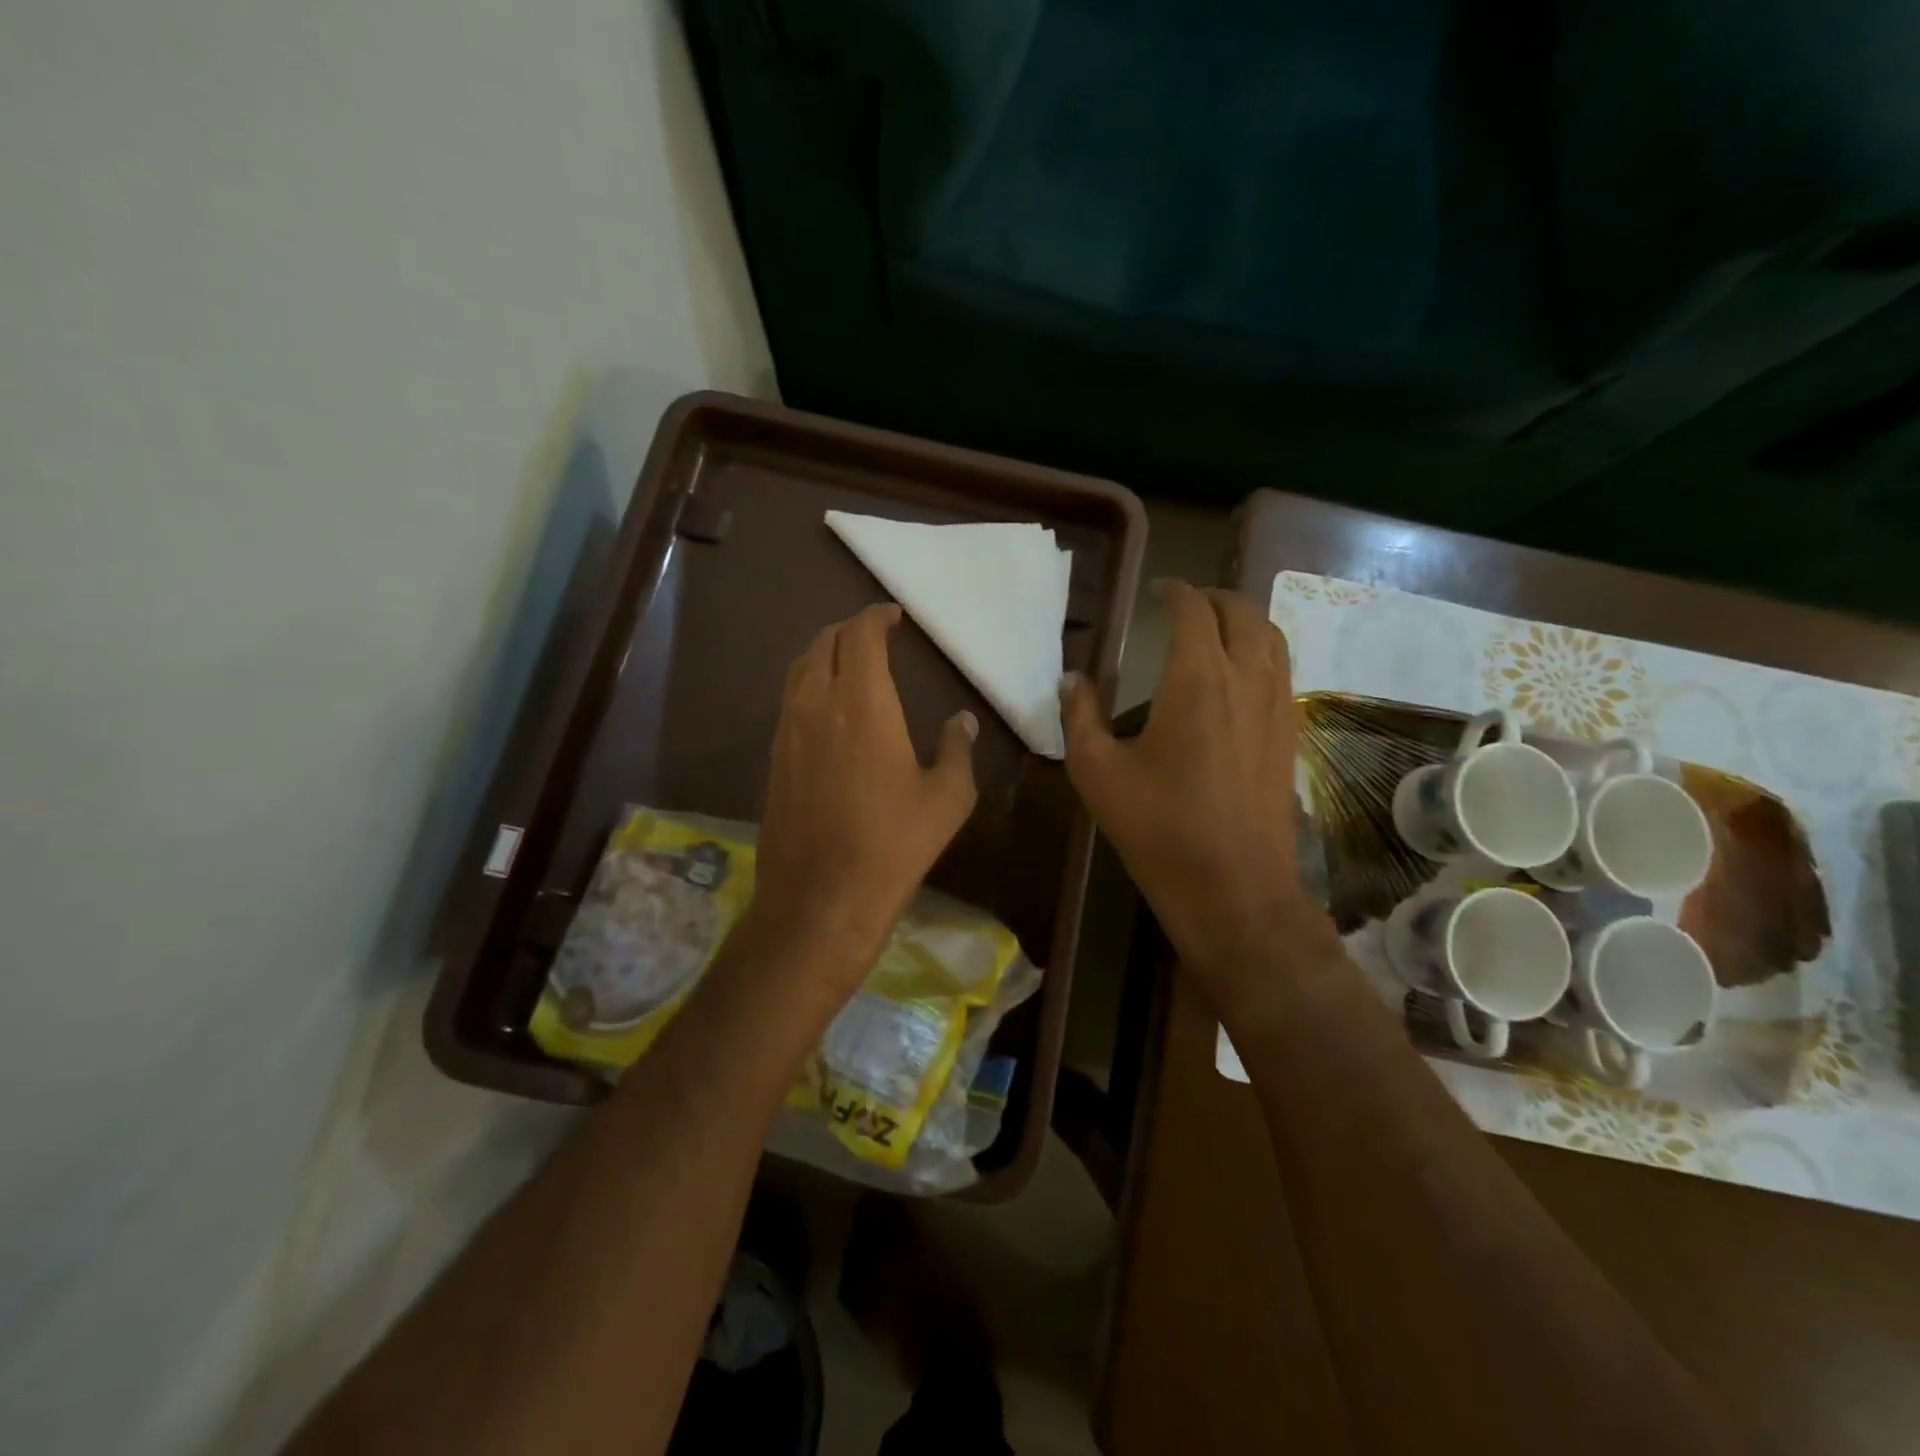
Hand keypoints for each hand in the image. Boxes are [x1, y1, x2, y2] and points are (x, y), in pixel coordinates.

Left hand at [745, 603, 978, 1005]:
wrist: (821, 899)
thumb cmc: (893, 845)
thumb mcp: (947, 799)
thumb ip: (956, 749)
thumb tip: (961, 721)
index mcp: (863, 704)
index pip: (860, 636)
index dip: (876, 617)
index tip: (894, 617)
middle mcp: (817, 705)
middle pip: (823, 643)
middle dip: (849, 630)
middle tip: (875, 636)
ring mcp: (788, 731)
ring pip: (800, 669)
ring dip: (824, 653)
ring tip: (850, 663)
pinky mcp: (775, 758)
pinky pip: (790, 701)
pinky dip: (810, 685)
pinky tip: (828, 708)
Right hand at [1061, 581, 1333, 1011]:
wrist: (1233, 888)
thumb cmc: (1159, 828)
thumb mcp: (1097, 773)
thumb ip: (1080, 717)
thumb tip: (1072, 680)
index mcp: (1197, 678)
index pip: (1193, 610)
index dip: (1175, 592)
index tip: (1157, 590)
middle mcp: (1246, 678)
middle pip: (1242, 612)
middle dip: (1213, 598)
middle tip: (1185, 603)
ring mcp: (1277, 706)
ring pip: (1272, 637)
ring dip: (1244, 620)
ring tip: (1217, 628)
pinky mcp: (1290, 735)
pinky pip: (1282, 670)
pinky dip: (1262, 651)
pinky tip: (1240, 675)